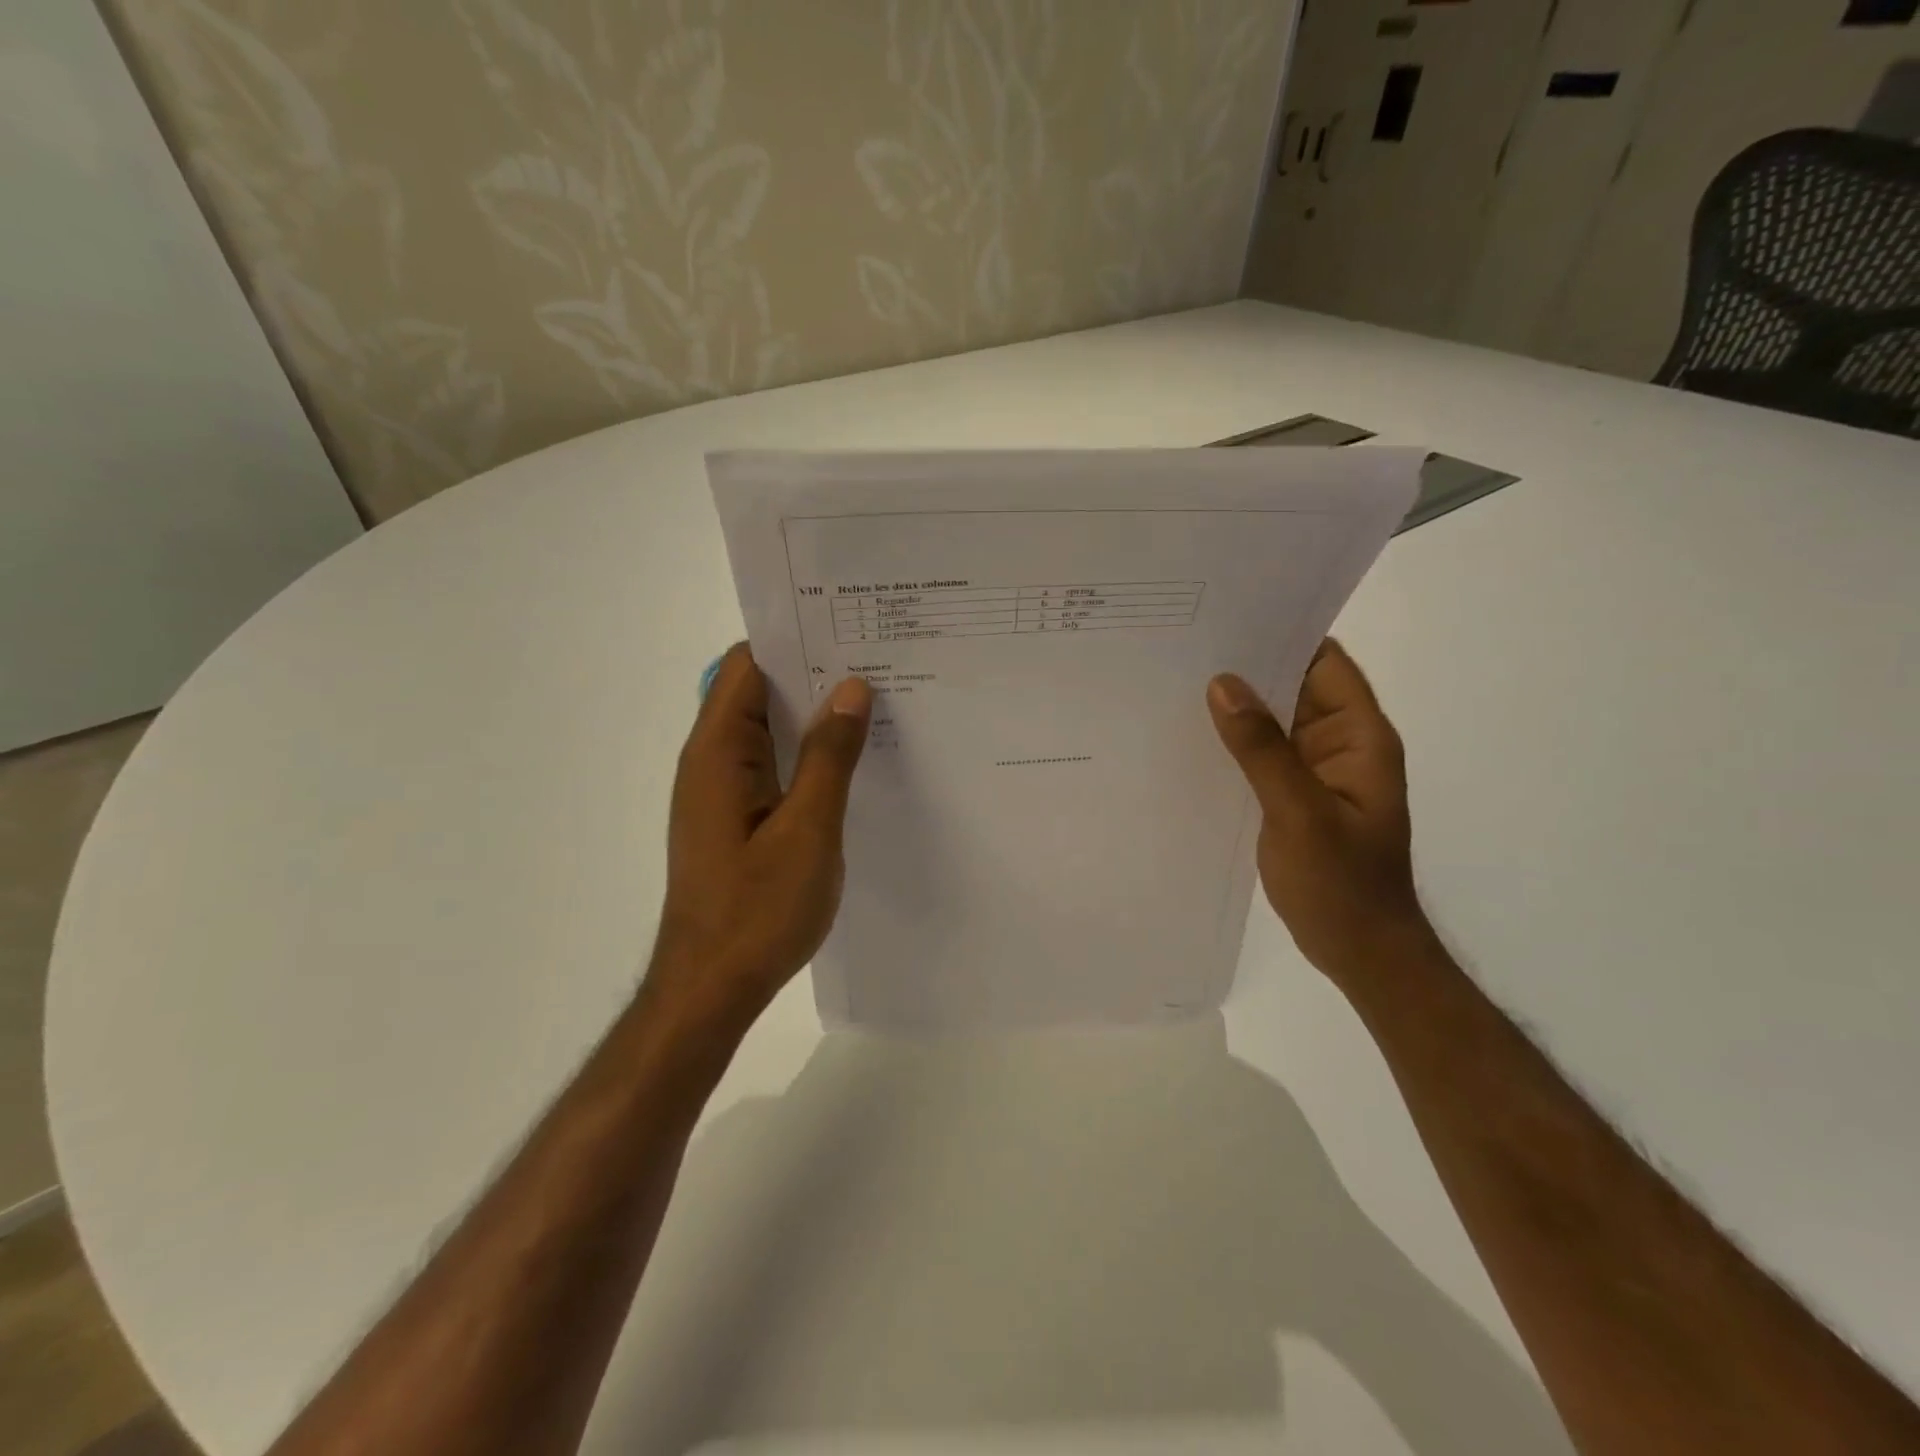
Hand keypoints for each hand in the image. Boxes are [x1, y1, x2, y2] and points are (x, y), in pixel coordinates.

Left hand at [648, 645, 871, 1024]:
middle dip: (813, 674)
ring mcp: (722, 792)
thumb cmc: (757, 910)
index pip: (747, 665)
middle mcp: (711, 762)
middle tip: (879, 662)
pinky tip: (852, 760)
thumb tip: (851, 688)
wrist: (711, 988)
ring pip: (768, 731)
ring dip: (812, 716)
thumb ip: (829, 756)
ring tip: (877, 702)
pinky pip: (771, 766)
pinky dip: (806, 753)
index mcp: (718, 752)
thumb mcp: (808, 829)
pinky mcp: (735, 819)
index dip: (794, 640)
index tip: (849, 629)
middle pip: (758, 693)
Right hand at [1207, 640, 1432, 985]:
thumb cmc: (1341, 884)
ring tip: (1177, 677)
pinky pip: (1261, 754)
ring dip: (1236, 704)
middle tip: (1185, 641)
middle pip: (1295, 686)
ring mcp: (1314, 771)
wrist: (1360, 950)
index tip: (1230, 612)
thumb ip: (1262, 748)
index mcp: (1359, 737)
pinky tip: (1191, 734)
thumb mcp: (1299, 813)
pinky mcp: (1292, 795)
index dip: (1285, 632)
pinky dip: (1233, 741)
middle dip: (1248, 665)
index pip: (1326, 663)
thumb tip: (1222, 683)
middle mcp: (1338, 744)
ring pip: (1274, 721)